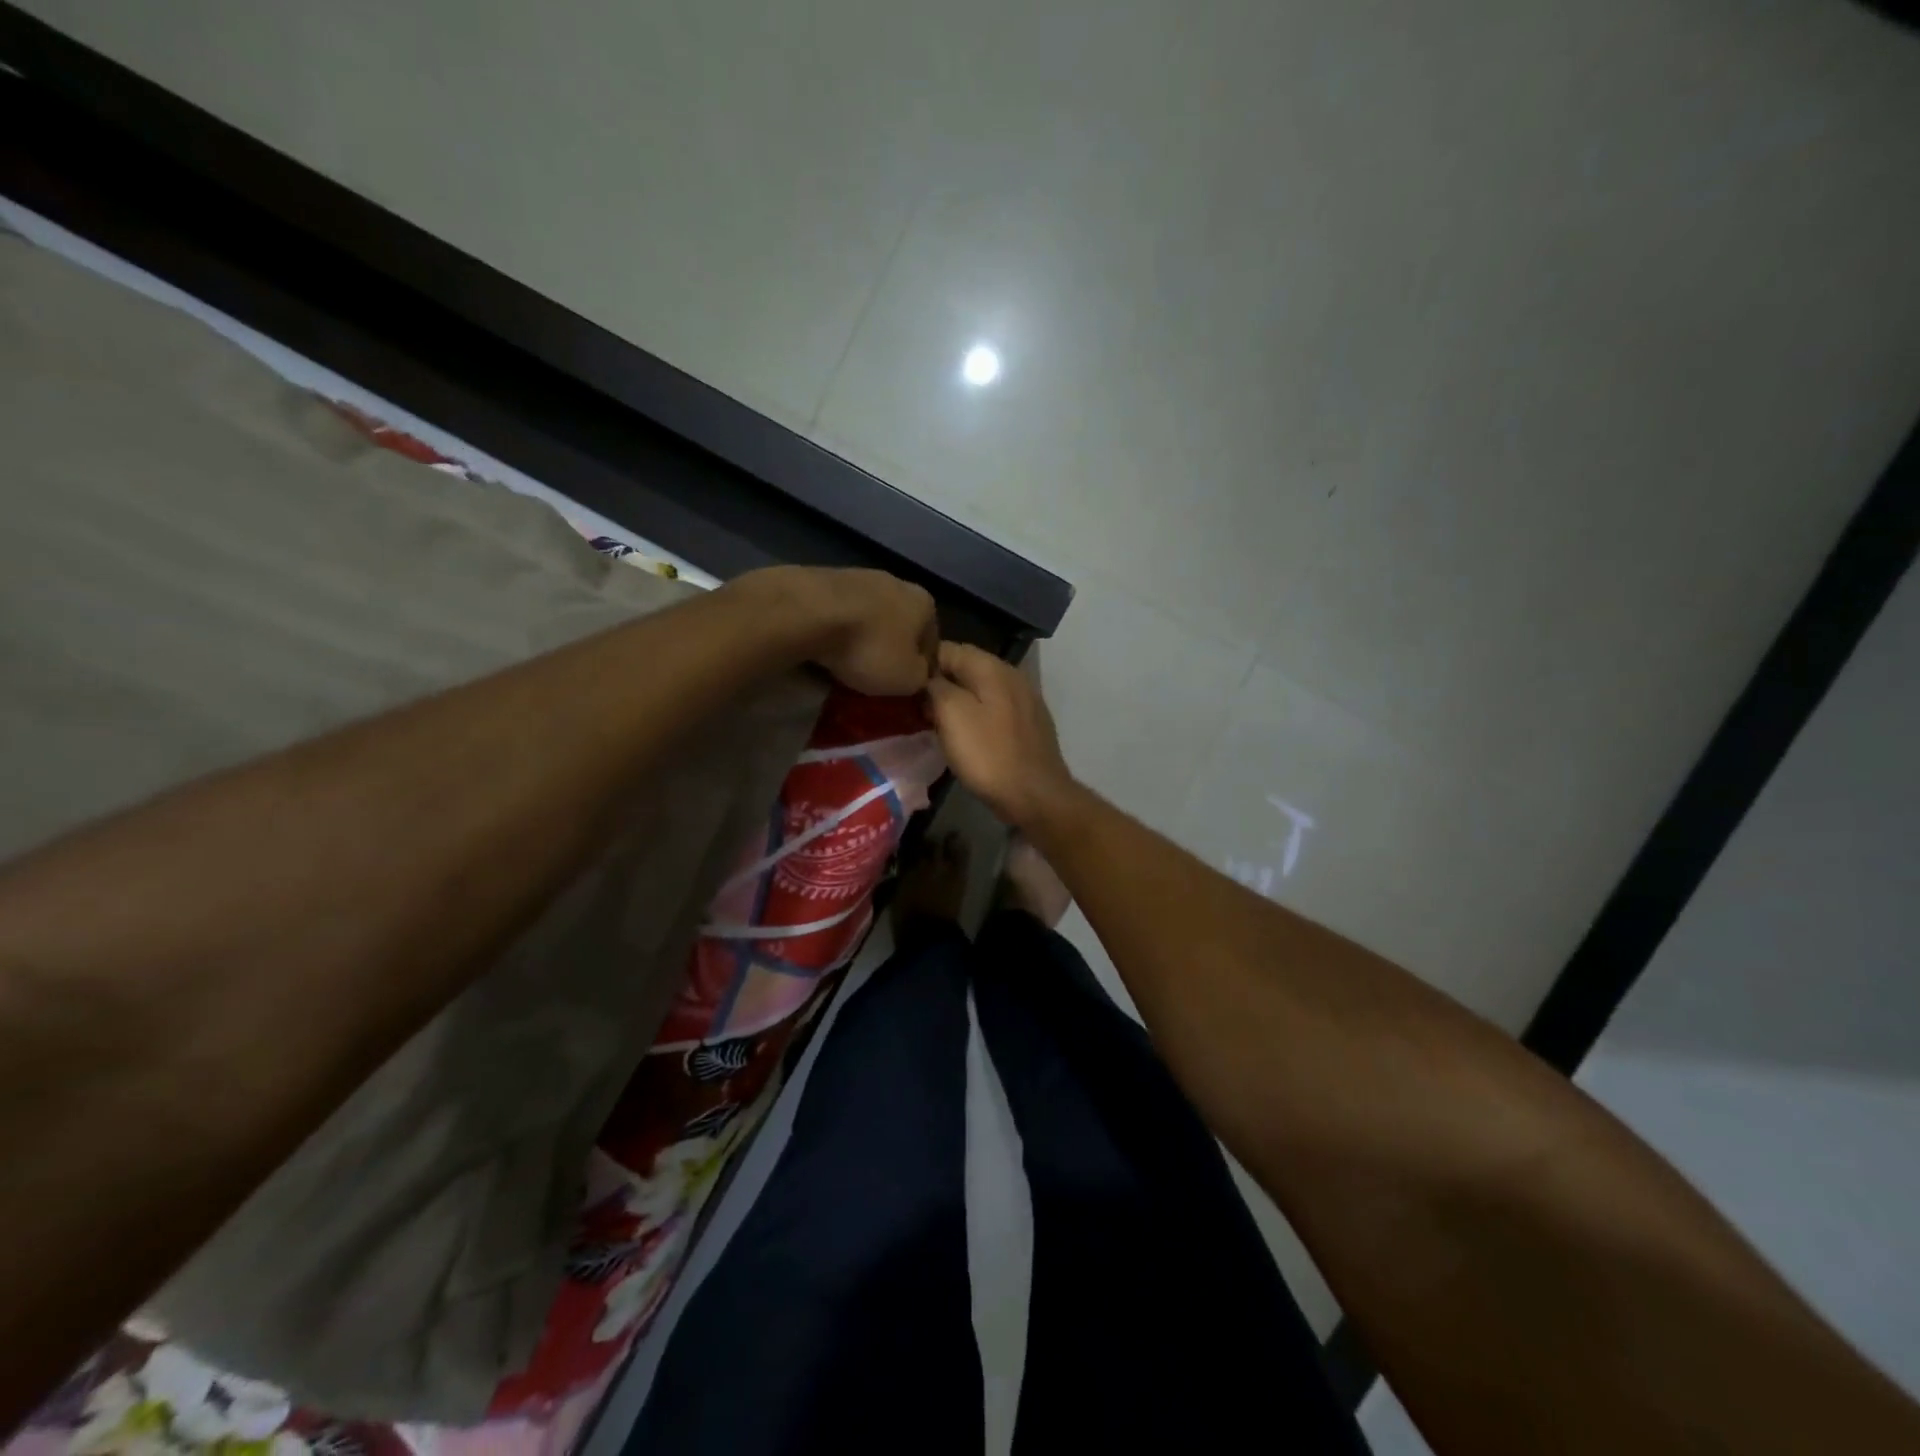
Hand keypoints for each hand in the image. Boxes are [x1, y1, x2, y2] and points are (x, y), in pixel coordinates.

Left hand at [745, 566, 937, 695]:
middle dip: (890, 649)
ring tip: (847, 663)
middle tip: (876, 676)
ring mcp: (860, 576)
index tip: (905, 687)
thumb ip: (921, 678)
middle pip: (900, 625)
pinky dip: (838, 629)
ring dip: (863, 637)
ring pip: (869, 617)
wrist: (809, 612)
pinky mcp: (826, 578)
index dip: (921, 669)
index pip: (932, 642)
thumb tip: (918, 674)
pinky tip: (826, 646)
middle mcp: (898, 582)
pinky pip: (840, 612)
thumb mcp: (907, 679)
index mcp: (925, 604)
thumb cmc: (869, 647)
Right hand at [925, 642, 1077, 828]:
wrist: (1035, 795)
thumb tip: (928, 678)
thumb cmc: (989, 755)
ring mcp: (1024, 700)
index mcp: (992, 667)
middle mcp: (1012, 676)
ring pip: (980, 691)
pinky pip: (994, 710)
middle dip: (940, 682)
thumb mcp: (952, 715)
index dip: (923, 662)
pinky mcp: (1028, 725)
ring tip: (934, 720)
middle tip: (914, 704)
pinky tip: (964, 735)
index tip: (902, 682)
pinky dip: (976, 716)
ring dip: (957, 701)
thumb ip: (936, 687)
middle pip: (966, 668)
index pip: (949, 648)